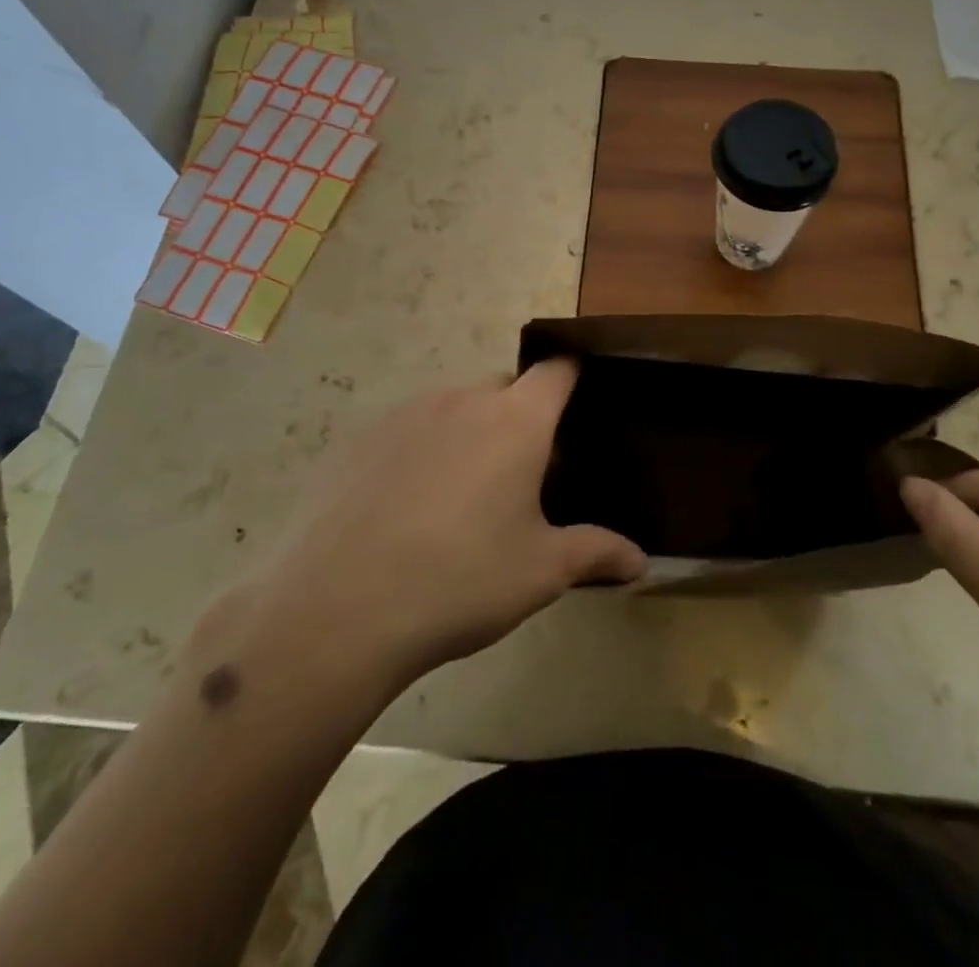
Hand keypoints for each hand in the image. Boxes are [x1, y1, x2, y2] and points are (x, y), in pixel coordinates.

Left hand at [249, 361, 645, 686]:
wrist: (337, 609)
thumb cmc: (461, 580)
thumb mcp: (541, 572)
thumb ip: (597, 553)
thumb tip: (641, 562)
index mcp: (516, 420)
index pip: (556, 369)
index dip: (572, 378)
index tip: (579, 404)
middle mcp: (462, 399)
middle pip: (505, 387)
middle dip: (522, 416)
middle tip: (525, 474)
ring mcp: (406, 413)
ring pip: (455, 406)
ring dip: (471, 432)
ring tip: (464, 495)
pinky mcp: (360, 437)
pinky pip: (409, 428)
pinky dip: (423, 449)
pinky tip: (408, 507)